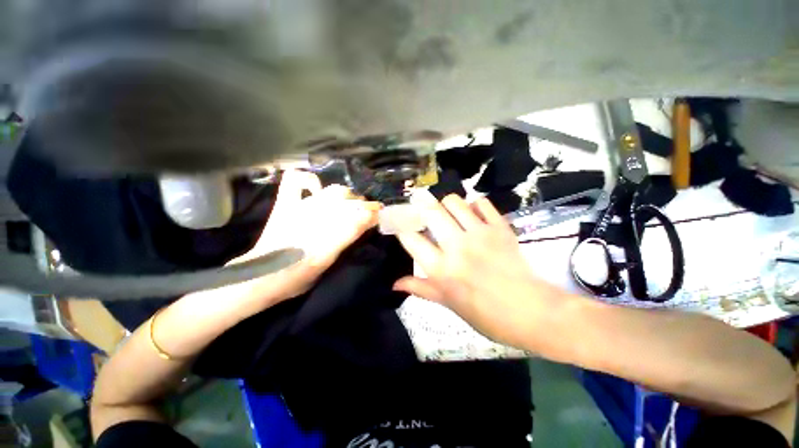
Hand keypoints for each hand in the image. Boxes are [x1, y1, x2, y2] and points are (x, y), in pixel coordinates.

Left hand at [231, 170, 379, 302]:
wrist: (263, 277)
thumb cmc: (299, 276)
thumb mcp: (329, 260)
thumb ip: (349, 237)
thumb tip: (369, 218)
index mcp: (331, 233)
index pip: (361, 215)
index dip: (373, 213)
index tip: (379, 217)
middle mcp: (320, 214)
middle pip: (353, 201)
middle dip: (363, 205)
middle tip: (366, 215)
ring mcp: (302, 206)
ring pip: (335, 191)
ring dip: (347, 196)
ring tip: (351, 204)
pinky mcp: (286, 205)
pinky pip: (295, 182)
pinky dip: (308, 180)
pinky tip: (317, 189)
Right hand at [394, 190, 567, 349]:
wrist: (532, 312)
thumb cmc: (486, 315)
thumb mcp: (448, 304)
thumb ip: (421, 289)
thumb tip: (395, 284)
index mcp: (441, 269)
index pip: (411, 239)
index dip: (401, 228)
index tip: (400, 224)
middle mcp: (457, 246)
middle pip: (431, 212)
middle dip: (419, 205)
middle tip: (419, 207)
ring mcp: (480, 234)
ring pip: (454, 202)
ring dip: (446, 204)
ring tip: (447, 213)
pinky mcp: (500, 228)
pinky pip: (482, 203)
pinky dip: (474, 205)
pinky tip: (472, 214)